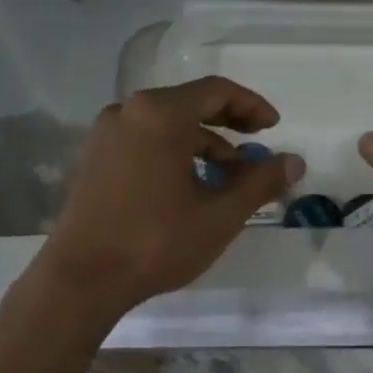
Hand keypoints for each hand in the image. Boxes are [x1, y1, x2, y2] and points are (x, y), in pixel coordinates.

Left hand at [33, 77, 302, 315]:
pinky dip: (174, 153)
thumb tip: (294, 161)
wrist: (78, 281)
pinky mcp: (93, 159)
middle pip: (190, 103)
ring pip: (167, 125)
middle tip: (257, 145)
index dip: (251, 106)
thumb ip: (261, 182)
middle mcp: (128, 112)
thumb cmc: (155, 241)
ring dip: (203, 143)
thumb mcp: (220, 214)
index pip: (216, 90)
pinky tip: (190, 186)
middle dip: (229, 123)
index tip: (274, 128)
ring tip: (228, 177)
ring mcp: (105, 135)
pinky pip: (144, 141)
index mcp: (159, 114)